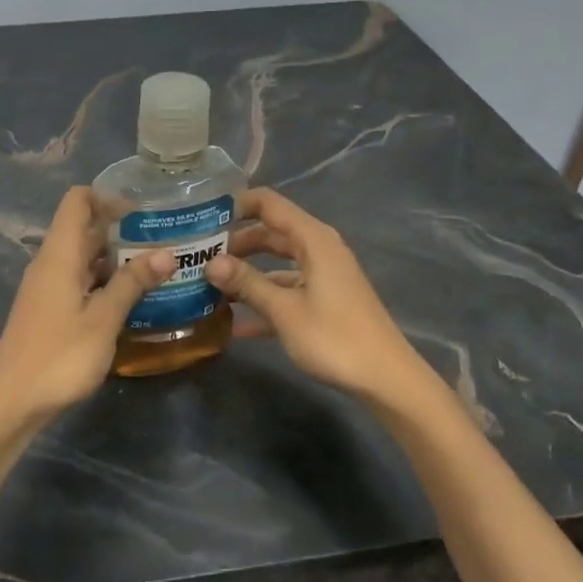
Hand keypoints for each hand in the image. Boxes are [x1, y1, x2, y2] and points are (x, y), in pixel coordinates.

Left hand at [0, 187, 173, 424]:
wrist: (12, 402)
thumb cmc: (59, 356)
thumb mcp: (103, 319)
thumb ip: (133, 284)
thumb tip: (167, 253)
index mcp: (59, 255)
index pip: (77, 201)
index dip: (108, 198)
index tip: (143, 214)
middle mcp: (50, 264)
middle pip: (83, 229)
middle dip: (121, 231)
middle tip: (163, 242)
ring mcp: (47, 289)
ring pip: (83, 258)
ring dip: (116, 259)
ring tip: (157, 270)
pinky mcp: (49, 311)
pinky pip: (79, 282)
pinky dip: (104, 283)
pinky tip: (132, 300)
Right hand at [205, 188, 426, 400]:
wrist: (385, 377)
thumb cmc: (334, 337)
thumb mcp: (284, 310)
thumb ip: (247, 283)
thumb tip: (210, 262)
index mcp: (313, 240)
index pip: (269, 204)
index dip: (236, 204)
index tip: (202, 217)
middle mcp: (318, 250)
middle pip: (270, 233)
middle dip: (235, 243)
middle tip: (198, 255)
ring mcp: (322, 276)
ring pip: (276, 264)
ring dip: (246, 274)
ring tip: (209, 286)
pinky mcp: (324, 301)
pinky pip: (287, 290)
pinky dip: (264, 299)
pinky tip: (234, 323)